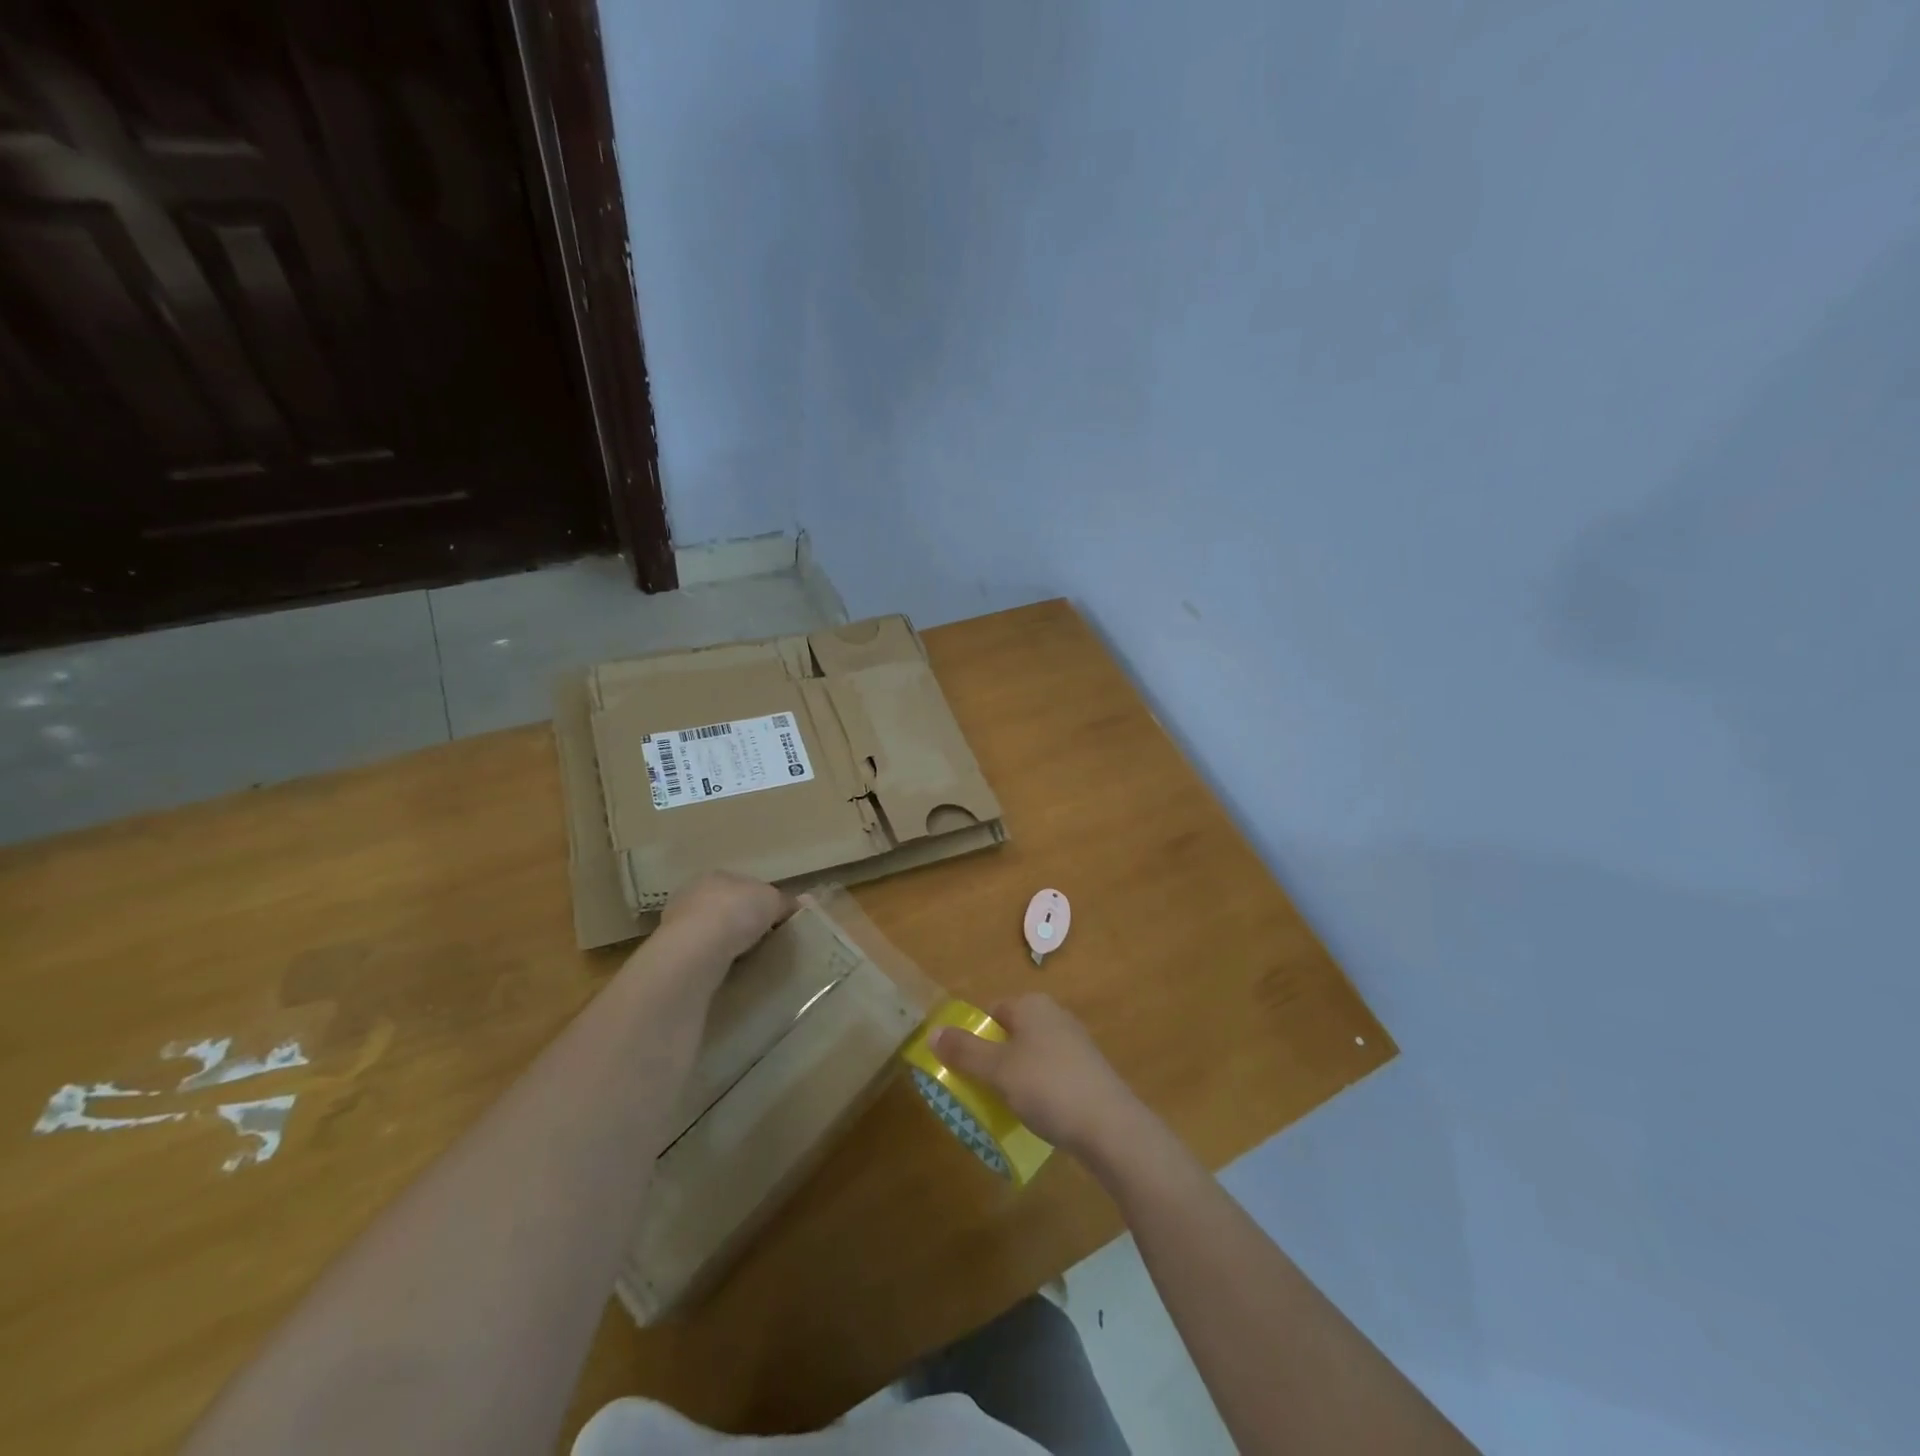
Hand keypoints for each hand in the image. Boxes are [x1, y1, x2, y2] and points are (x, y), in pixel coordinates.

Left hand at [658, 872, 792, 961]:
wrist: (696, 948)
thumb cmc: (737, 911)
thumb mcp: (773, 901)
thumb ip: (786, 901)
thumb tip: (803, 903)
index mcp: (717, 875)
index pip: (743, 885)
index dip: (760, 900)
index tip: (774, 919)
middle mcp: (693, 893)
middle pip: (724, 906)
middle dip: (739, 920)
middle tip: (761, 939)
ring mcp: (677, 922)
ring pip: (709, 930)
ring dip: (723, 941)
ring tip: (744, 958)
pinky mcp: (671, 950)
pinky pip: (700, 952)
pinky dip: (712, 959)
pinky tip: (725, 970)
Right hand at [929, 994, 1145, 1161]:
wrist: (1110, 1125)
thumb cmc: (1047, 1087)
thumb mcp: (998, 1070)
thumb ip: (964, 1051)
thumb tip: (932, 1032)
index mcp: (1033, 1006)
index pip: (993, 1011)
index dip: (975, 1036)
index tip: (964, 1067)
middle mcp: (1055, 1016)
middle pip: (1011, 1033)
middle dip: (993, 1059)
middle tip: (979, 1090)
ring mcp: (1075, 1044)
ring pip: (1031, 1056)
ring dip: (1015, 1078)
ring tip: (1004, 1107)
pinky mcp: (1088, 1072)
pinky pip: (1051, 1074)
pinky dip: (1039, 1090)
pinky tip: (1036, 1115)